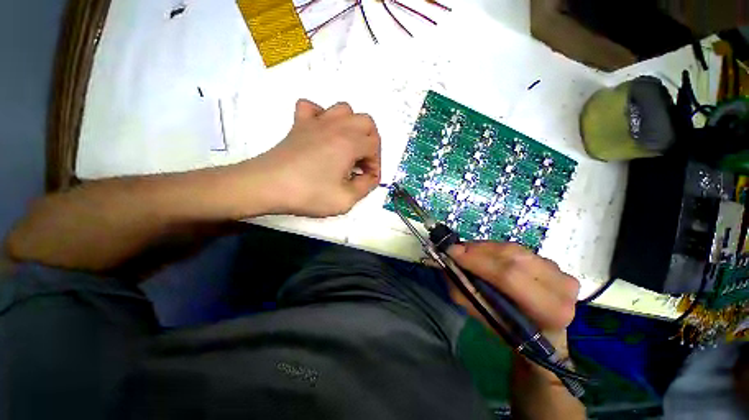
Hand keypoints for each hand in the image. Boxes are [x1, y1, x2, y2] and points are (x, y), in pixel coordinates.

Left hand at [254, 99, 381, 216]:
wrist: (266, 186)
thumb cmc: (308, 193)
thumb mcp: (345, 200)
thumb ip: (365, 187)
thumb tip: (369, 177)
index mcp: (350, 143)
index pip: (375, 147)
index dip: (376, 165)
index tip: (368, 180)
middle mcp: (336, 126)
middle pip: (366, 122)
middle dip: (371, 142)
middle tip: (363, 162)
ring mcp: (316, 122)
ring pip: (344, 110)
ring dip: (352, 127)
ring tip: (347, 147)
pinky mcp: (298, 124)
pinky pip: (313, 108)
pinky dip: (322, 116)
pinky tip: (322, 133)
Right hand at [448, 242, 584, 417]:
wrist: (547, 333)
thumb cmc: (515, 332)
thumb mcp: (486, 319)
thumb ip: (465, 292)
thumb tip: (449, 264)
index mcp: (550, 310)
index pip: (510, 276)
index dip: (478, 261)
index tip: (452, 253)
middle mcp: (562, 287)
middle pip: (512, 257)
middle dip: (478, 250)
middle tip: (456, 250)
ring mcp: (560, 271)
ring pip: (514, 249)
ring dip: (485, 248)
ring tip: (467, 252)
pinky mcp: (553, 262)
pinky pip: (517, 248)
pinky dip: (495, 248)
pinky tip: (484, 254)